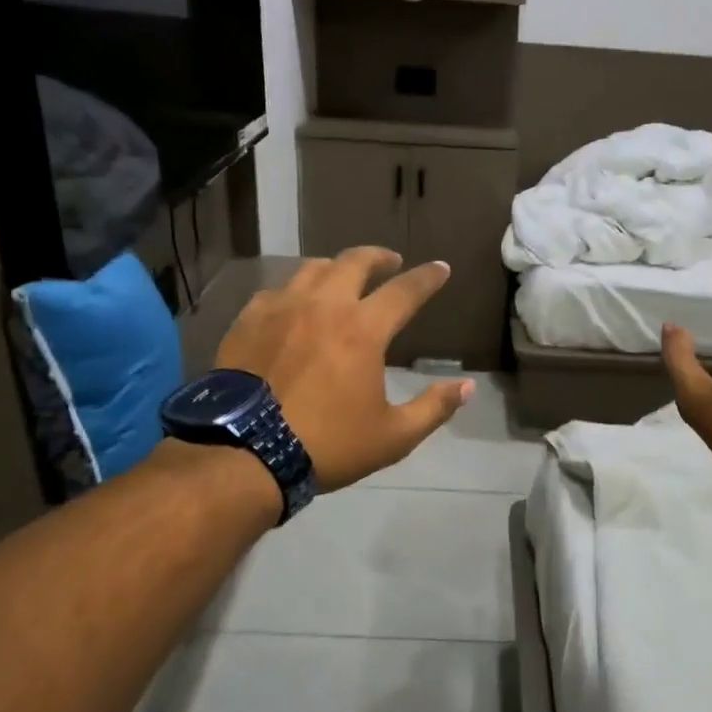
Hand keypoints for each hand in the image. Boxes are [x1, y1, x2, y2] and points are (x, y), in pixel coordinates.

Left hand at [213, 247, 474, 492]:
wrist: (245, 453)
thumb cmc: (327, 445)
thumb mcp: (393, 437)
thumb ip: (433, 407)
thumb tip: (467, 386)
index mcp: (363, 330)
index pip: (405, 291)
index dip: (428, 277)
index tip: (441, 268)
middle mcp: (324, 306)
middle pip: (355, 261)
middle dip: (379, 257)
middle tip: (391, 262)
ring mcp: (281, 308)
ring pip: (313, 268)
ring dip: (337, 267)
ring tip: (344, 276)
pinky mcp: (248, 321)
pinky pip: (276, 291)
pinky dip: (296, 290)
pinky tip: (295, 304)